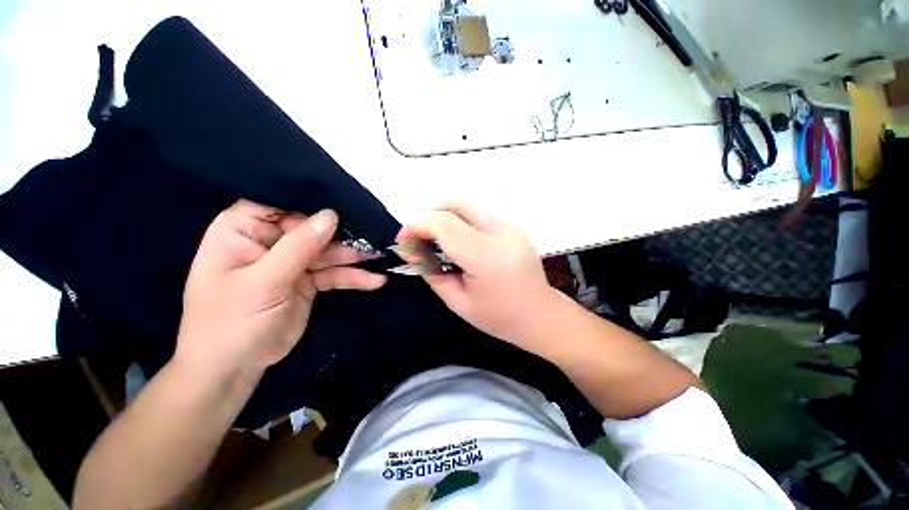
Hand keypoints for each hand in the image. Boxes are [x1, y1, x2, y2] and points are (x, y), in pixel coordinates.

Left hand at [176, 200, 385, 377]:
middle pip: (312, 228)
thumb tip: (331, 215)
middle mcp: (270, 241)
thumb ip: (298, 246)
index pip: (281, 203)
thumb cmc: (231, 320)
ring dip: (353, 257)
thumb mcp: (263, 281)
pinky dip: (353, 277)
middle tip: (372, 239)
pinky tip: (374, 280)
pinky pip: (334, 274)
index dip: (312, 203)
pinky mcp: (308, 281)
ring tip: (379, 258)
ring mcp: (292, 262)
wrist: (234, 368)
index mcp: (244, 230)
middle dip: (342, 236)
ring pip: (328, 252)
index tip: (346, 205)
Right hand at [396, 200, 561, 352]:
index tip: (403, 241)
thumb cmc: (499, 318)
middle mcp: (502, 233)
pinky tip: (457, 238)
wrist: (540, 315)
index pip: (444, 224)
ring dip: (445, 214)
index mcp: (487, 257)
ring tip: (436, 238)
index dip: (416, 226)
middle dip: (430, 213)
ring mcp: (512, 226)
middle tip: (420, 236)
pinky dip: (460, 218)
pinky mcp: (514, 225)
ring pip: (469, 203)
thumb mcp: (457, 302)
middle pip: (457, 201)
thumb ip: (430, 271)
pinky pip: (480, 212)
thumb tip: (409, 250)